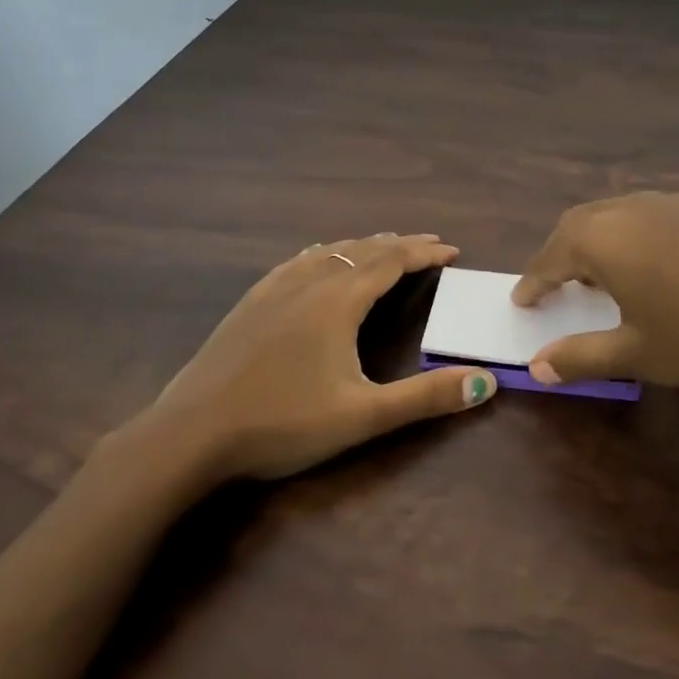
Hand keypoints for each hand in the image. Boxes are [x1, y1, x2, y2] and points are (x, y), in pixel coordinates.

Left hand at [125, 233, 497, 480]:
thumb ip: (425, 397)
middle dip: (399, 244)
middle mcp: (309, 283)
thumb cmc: (283, 423)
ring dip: (362, 246)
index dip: (424, 253)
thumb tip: (486, 382)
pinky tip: (316, 257)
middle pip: (362, 250)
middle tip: (428, 244)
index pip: (391, 262)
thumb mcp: (363, 415)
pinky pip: (296, 262)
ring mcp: (274, 290)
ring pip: (328, 252)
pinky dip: (322, 253)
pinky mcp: (249, 303)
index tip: (452, 250)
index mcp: (338, 301)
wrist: (191, 433)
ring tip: (382, 245)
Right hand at [512, 193, 678, 391]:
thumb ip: (581, 356)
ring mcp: (670, 204)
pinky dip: (631, 237)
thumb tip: (536, 366)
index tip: (521, 300)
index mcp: (604, 240)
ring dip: (596, 243)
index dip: (534, 281)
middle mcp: (629, 210)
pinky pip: (647, 217)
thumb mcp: (638, 354)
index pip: (551, 258)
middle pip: (578, 226)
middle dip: (560, 256)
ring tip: (598, 277)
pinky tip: (650, 266)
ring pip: (614, 216)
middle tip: (554, 286)